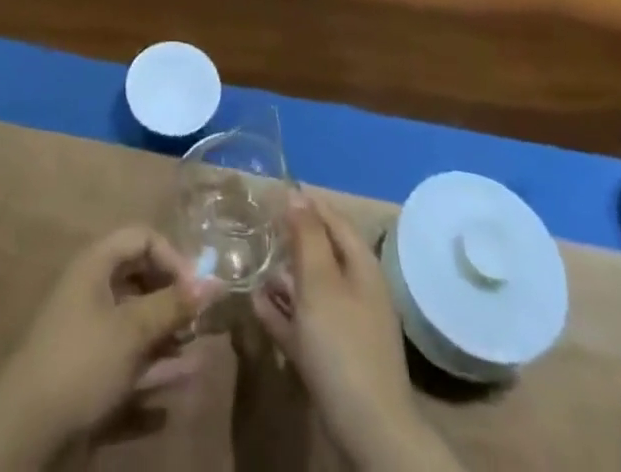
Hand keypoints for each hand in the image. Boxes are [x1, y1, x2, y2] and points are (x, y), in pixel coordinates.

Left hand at [0, 226, 215, 470]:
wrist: (25, 435)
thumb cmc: (82, 362)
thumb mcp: (133, 329)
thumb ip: (174, 305)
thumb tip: (215, 282)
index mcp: (96, 266)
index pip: (141, 238)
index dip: (172, 256)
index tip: (196, 289)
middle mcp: (92, 295)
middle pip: (140, 283)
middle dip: (173, 303)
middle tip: (200, 325)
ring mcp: (89, 340)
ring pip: (136, 332)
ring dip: (167, 346)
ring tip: (198, 363)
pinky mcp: (87, 382)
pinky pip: (126, 374)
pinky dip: (148, 385)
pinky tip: (169, 407)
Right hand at [253, 195, 460, 471]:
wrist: (368, 429)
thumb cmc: (342, 342)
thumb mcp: (320, 281)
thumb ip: (307, 236)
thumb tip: (297, 194)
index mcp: (361, 265)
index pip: (333, 219)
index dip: (306, 203)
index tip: (274, 191)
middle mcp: (357, 289)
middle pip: (322, 253)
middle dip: (291, 240)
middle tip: (257, 228)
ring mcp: (347, 325)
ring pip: (312, 289)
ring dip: (284, 276)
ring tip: (252, 264)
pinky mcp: (334, 357)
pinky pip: (305, 323)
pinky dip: (283, 311)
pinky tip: (257, 305)